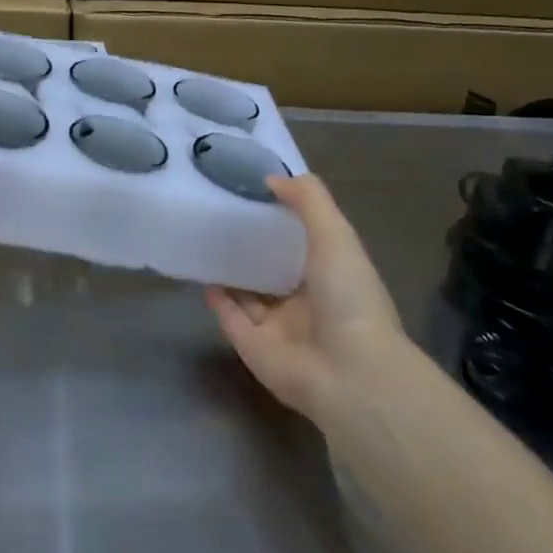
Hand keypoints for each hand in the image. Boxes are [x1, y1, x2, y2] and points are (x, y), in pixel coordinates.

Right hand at [207, 174, 404, 426]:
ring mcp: (278, 328)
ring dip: (232, 273)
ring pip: (249, 295)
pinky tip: (204, 276)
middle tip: (220, 216)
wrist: (347, 373)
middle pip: (274, 271)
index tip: (253, 195)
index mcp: (332, 277)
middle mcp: (306, 302)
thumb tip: (272, 179)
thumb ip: (309, 201)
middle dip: (252, 247)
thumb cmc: (348, 298)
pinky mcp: (252, 347)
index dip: (283, 221)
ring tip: (205, 243)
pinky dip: (218, 300)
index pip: (305, 245)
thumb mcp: (336, 236)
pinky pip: (230, 318)